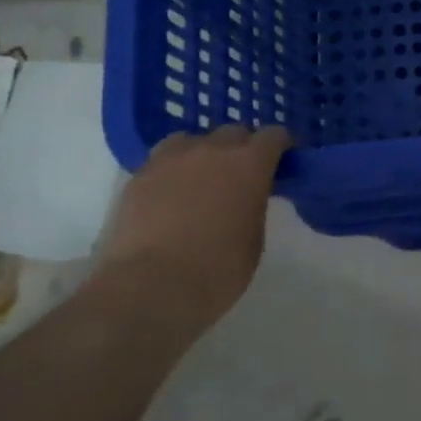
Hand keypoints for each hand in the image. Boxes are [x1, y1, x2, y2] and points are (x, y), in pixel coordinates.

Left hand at [96, 126, 291, 325]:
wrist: (149, 288)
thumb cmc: (217, 270)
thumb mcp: (254, 238)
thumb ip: (253, 205)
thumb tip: (245, 197)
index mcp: (250, 164)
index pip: (273, 135)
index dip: (280, 146)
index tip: (282, 162)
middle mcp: (212, 151)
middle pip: (233, 132)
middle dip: (242, 147)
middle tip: (242, 174)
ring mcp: (170, 160)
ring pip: (192, 140)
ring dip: (203, 153)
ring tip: (202, 178)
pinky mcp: (137, 177)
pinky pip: (162, 160)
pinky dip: (172, 169)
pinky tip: (172, 194)